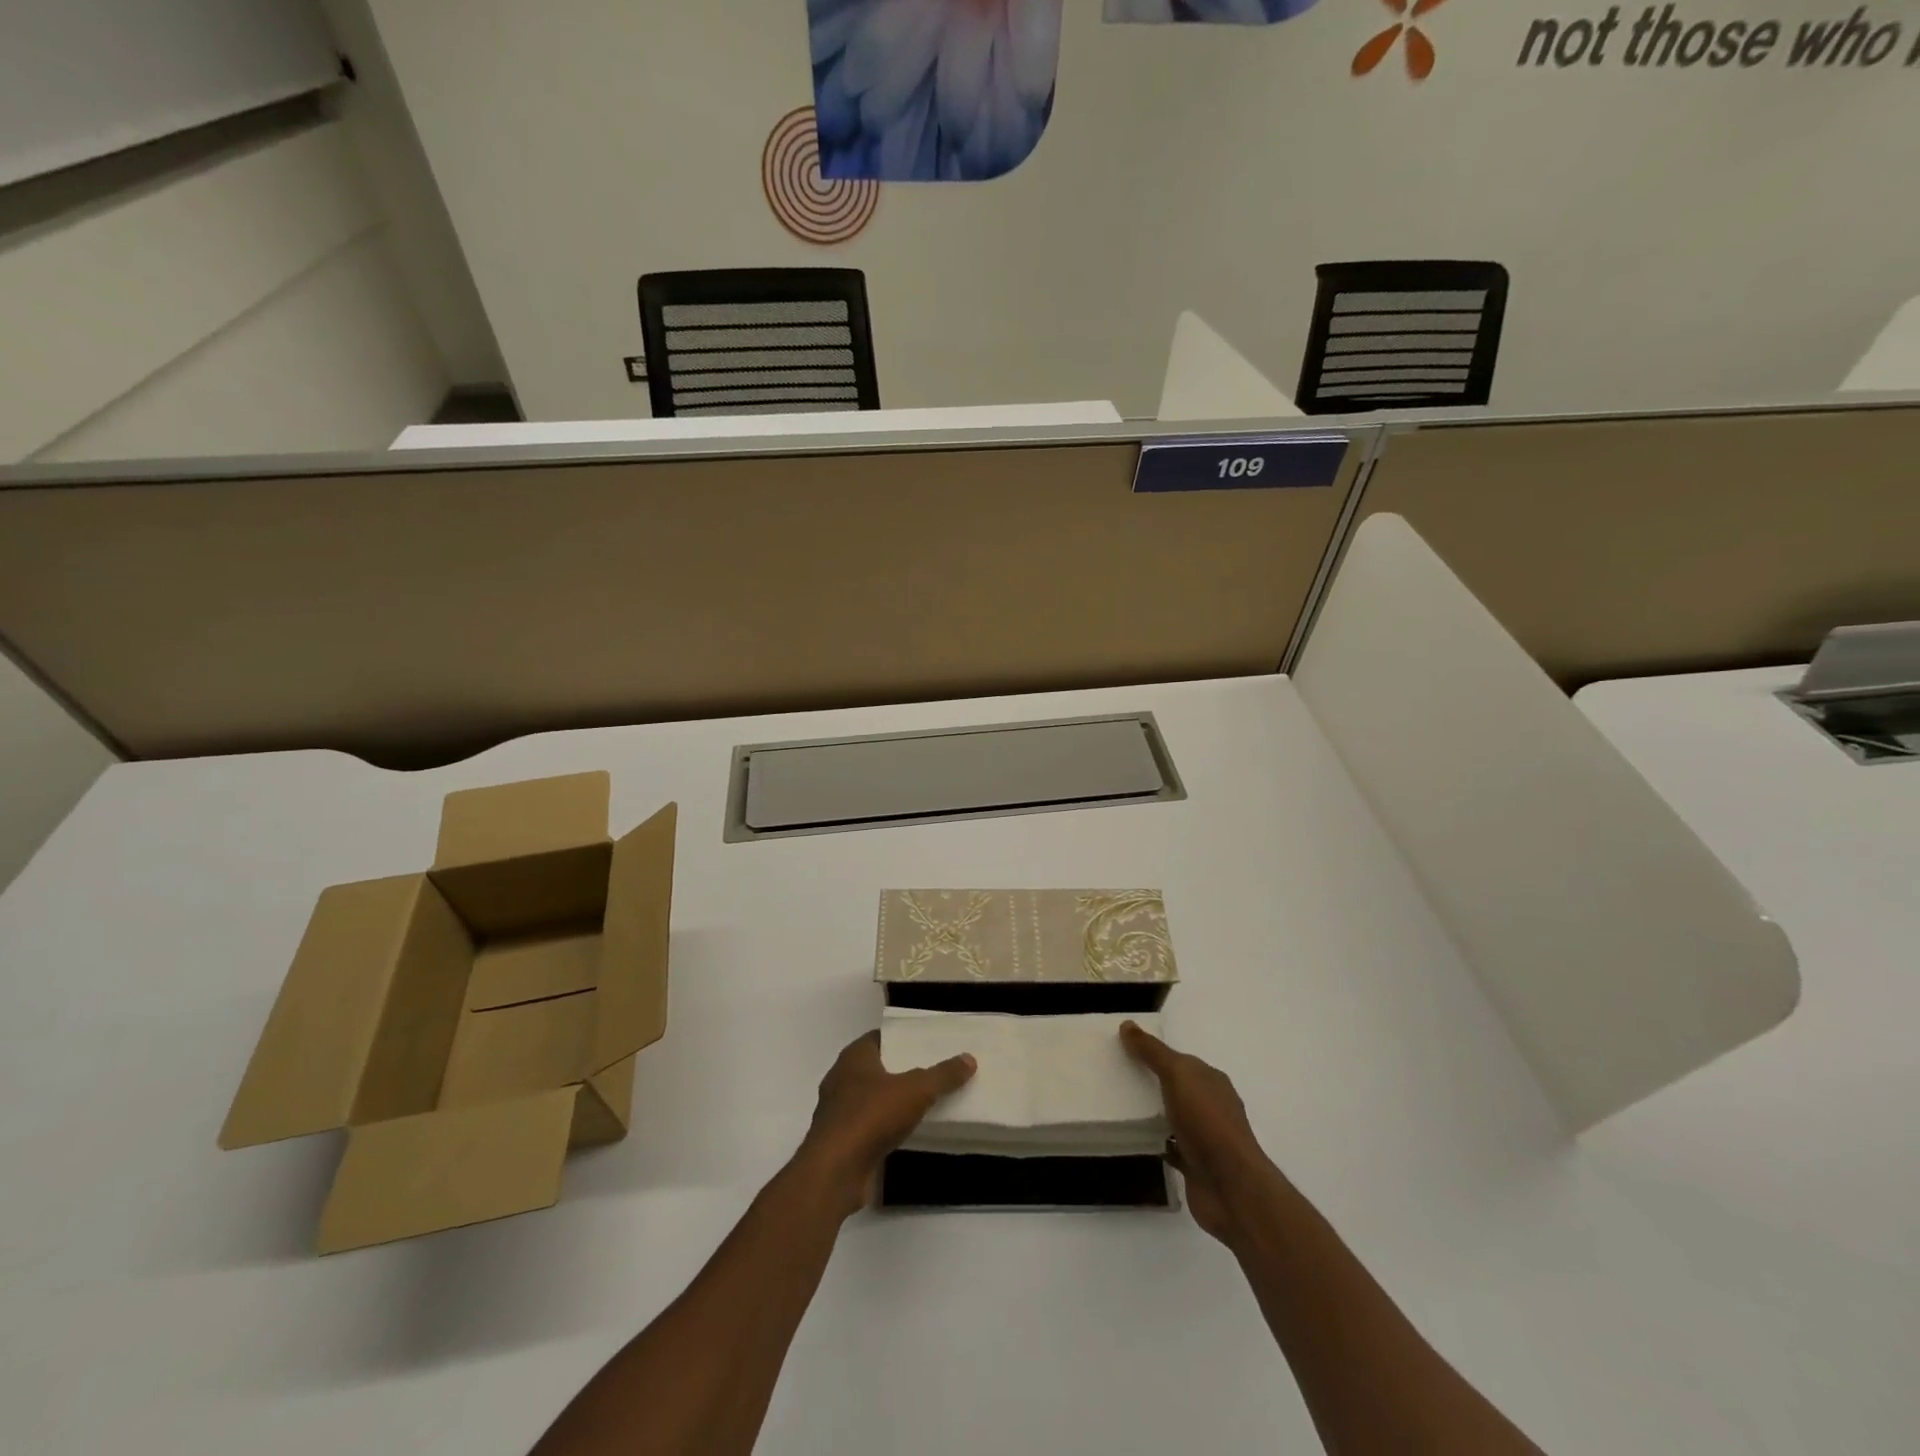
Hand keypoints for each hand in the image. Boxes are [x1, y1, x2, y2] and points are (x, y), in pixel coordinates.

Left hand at [796, 1031, 975, 1218]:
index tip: (927, 1044)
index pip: (881, 1038)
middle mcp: (841, 1078)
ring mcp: (837, 1111)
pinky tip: (906, 1132)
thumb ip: (942, 1075)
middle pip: (876, 1067)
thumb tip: (969, 1058)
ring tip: (925, 1101)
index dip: (903, 1039)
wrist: (835, 1172)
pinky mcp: (839, 1141)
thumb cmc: (871, 1116)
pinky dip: (884, 1126)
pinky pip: (867, 1125)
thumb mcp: (916, 1090)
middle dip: (901, 1070)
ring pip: (871, 1098)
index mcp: (854, 1057)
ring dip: (892, 1101)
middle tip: (932, 1071)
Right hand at [1121, 1021, 1273, 1245]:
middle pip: (1179, 1088)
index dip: (1158, 1054)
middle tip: (1118, 1075)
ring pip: (1175, 1117)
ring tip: (1121, 1105)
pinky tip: (1137, 1138)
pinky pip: (1172, 1146)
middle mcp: (1212, 1107)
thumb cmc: (1207, 1122)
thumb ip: (1153, 1052)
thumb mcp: (1178, 1075)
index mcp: (1212, 1081)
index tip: (1128, 1050)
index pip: (1183, 1061)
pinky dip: (1157, 1141)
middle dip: (1154, 1081)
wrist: (1231, 1187)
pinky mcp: (1196, 1166)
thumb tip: (1127, 1024)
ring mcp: (1206, 1138)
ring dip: (1154, 1112)